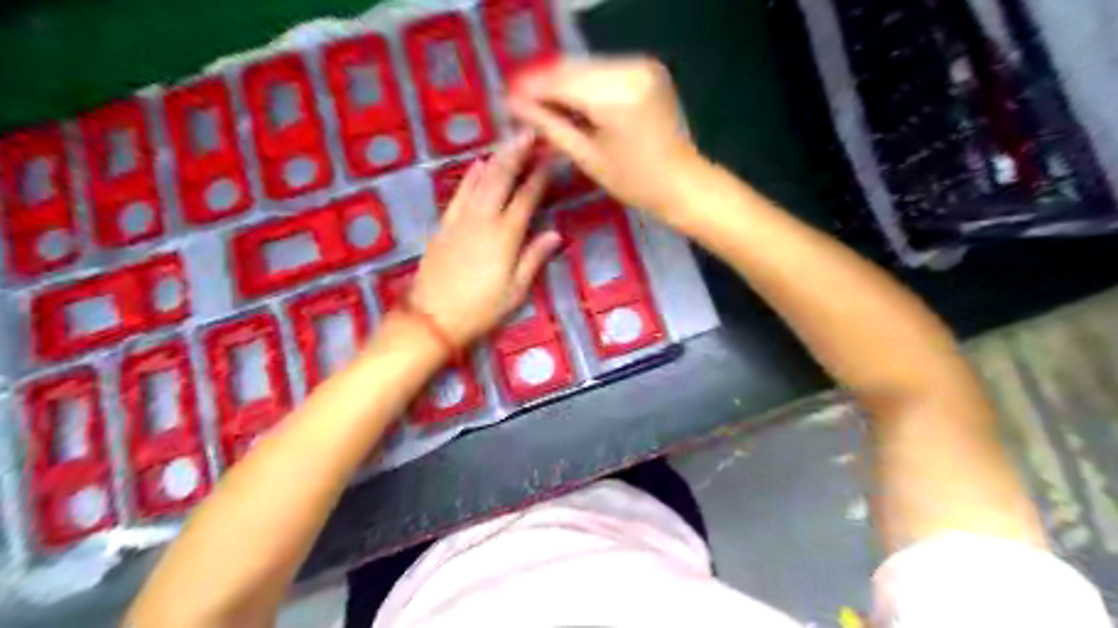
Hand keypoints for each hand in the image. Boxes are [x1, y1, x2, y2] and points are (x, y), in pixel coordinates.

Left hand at [409, 131, 558, 347]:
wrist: (431, 318)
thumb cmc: (479, 309)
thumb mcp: (515, 291)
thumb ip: (534, 258)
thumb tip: (555, 235)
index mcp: (505, 236)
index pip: (526, 197)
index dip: (539, 176)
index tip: (551, 156)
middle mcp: (483, 220)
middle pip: (502, 178)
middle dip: (517, 153)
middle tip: (530, 133)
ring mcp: (461, 220)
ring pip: (481, 180)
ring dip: (497, 158)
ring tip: (510, 141)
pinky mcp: (444, 225)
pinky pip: (460, 193)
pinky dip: (471, 177)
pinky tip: (479, 164)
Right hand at [509, 57, 700, 220]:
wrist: (683, 182)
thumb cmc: (635, 181)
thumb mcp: (587, 157)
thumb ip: (550, 125)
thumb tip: (514, 106)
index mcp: (615, 95)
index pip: (560, 81)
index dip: (529, 88)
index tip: (505, 98)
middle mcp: (630, 69)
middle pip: (572, 69)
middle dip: (543, 83)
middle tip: (517, 101)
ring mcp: (641, 66)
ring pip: (586, 67)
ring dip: (561, 83)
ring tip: (538, 103)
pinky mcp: (646, 69)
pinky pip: (603, 71)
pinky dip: (583, 84)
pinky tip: (568, 100)